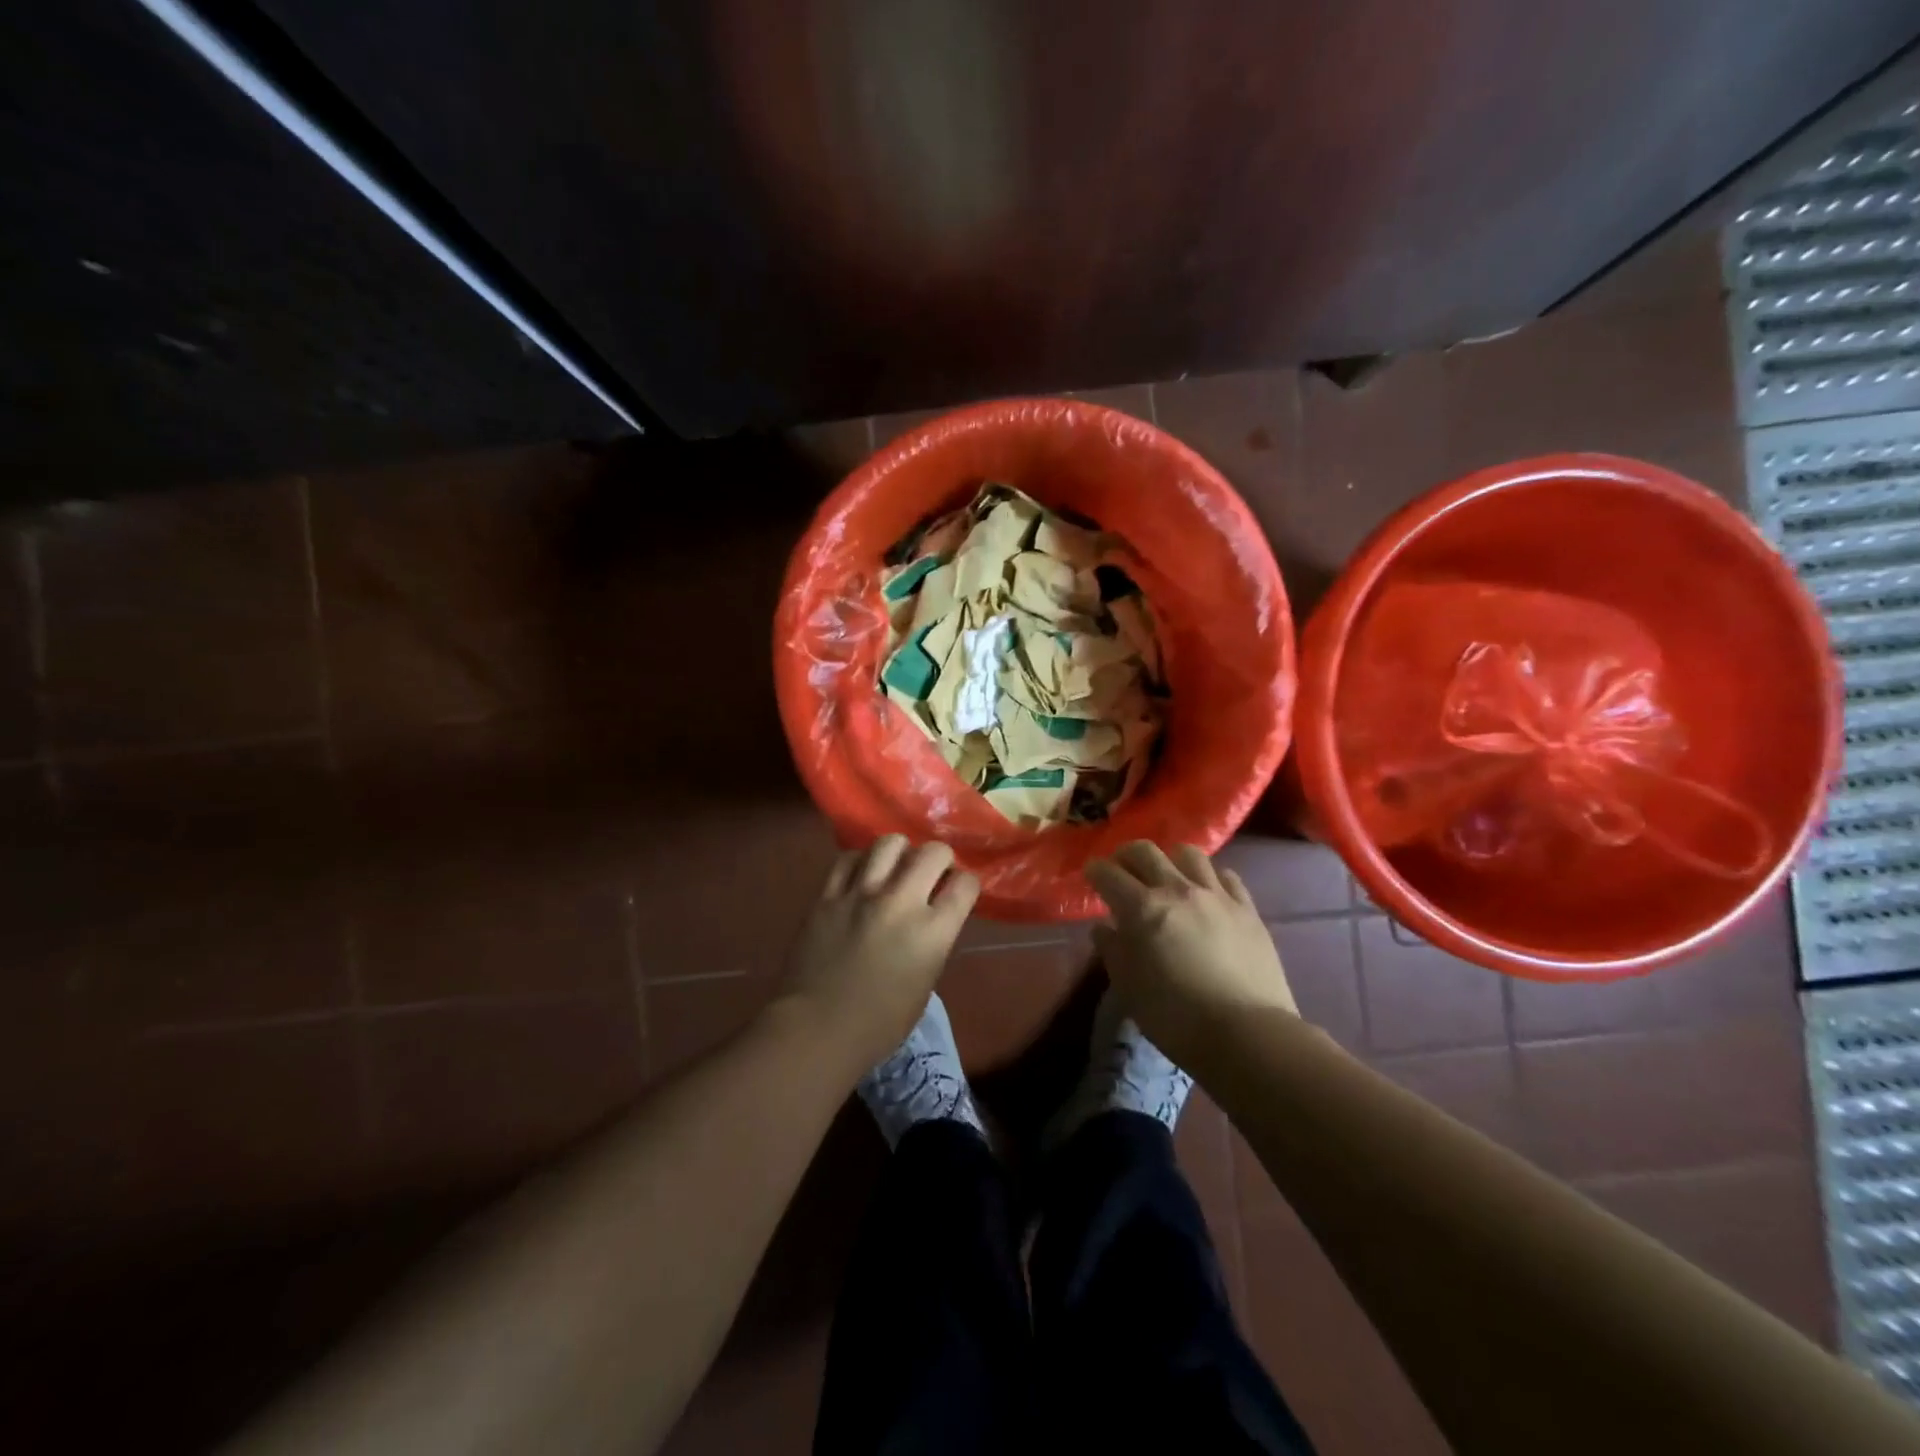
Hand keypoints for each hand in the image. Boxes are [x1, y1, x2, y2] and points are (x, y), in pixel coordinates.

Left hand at [776, 834, 979, 1072]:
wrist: (817, 1029)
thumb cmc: (880, 1024)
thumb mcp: (925, 983)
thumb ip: (933, 942)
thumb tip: (930, 919)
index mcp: (933, 931)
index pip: (965, 884)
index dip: (966, 884)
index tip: (958, 891)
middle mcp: (901, 902)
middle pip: (932, 852)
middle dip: (939, 858)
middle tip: (931, 873)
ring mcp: (861, 894)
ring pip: (889, 843)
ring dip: (900, 851)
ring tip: (895, 866)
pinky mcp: (828, 895)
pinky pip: (848, 858)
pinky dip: (860, 861)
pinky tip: (861, 874)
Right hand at [1087, 842, 1296, 1070]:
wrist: (1247, 1034)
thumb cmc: (1176, 1017)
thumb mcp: (1129, 988)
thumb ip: (1113, 951)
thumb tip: (1104, 928)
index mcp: (1142, 908)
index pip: (1109, 874)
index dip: (1095, 870)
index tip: (1091, 875)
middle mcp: (1177, 889)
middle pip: (1145, 851)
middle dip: (1126, 855)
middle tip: (1123, 871)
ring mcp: (1216, 895)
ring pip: (1189, 854)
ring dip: (1170, 860)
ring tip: (1168, 877)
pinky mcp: (1248, 909)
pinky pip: (1226, 875)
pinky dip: (1210, 877)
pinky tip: (1207, 892)